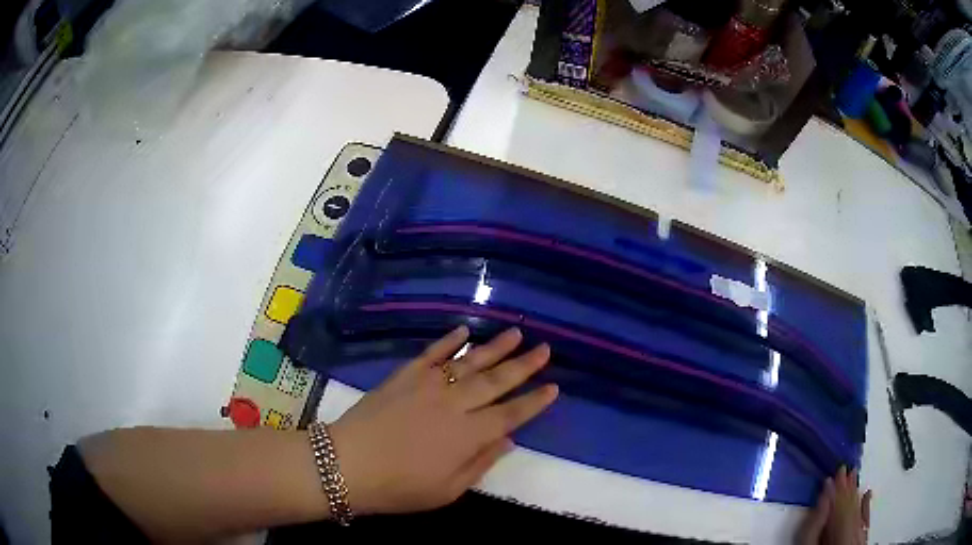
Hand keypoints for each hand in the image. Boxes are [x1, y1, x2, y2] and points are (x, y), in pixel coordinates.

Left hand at [328, 326, 558, 515]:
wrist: (346, 464)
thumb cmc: (399, 487)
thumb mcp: (447, 491)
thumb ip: (480, 464)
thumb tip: (507, 440)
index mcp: (468, 436)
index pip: (511, 414)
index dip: (534, 402)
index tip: (554, 387)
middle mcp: (454, 405)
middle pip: (496, 381)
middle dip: (524, 365)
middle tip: (545, 349)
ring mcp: (428, 386)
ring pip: (469, 362)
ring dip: (495, 347)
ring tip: (516, 333)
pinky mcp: (404, 376)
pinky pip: (431, 354)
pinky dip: (448, 341)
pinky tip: (464, 331)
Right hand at [799, 467, 871, 544]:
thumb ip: (813, 525)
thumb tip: (823, 496)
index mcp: (841, 534)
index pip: (841, 506)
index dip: (838, 488)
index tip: (836, 472)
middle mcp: (854, 534)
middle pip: (851, 507)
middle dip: (847, 488)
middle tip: (845, 468)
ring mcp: (858, 539)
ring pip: (859, 511)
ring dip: (855, 494)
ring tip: (854, 477)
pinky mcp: (860, 542)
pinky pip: (866, 522)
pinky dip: (866, 507)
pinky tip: (867, 493)